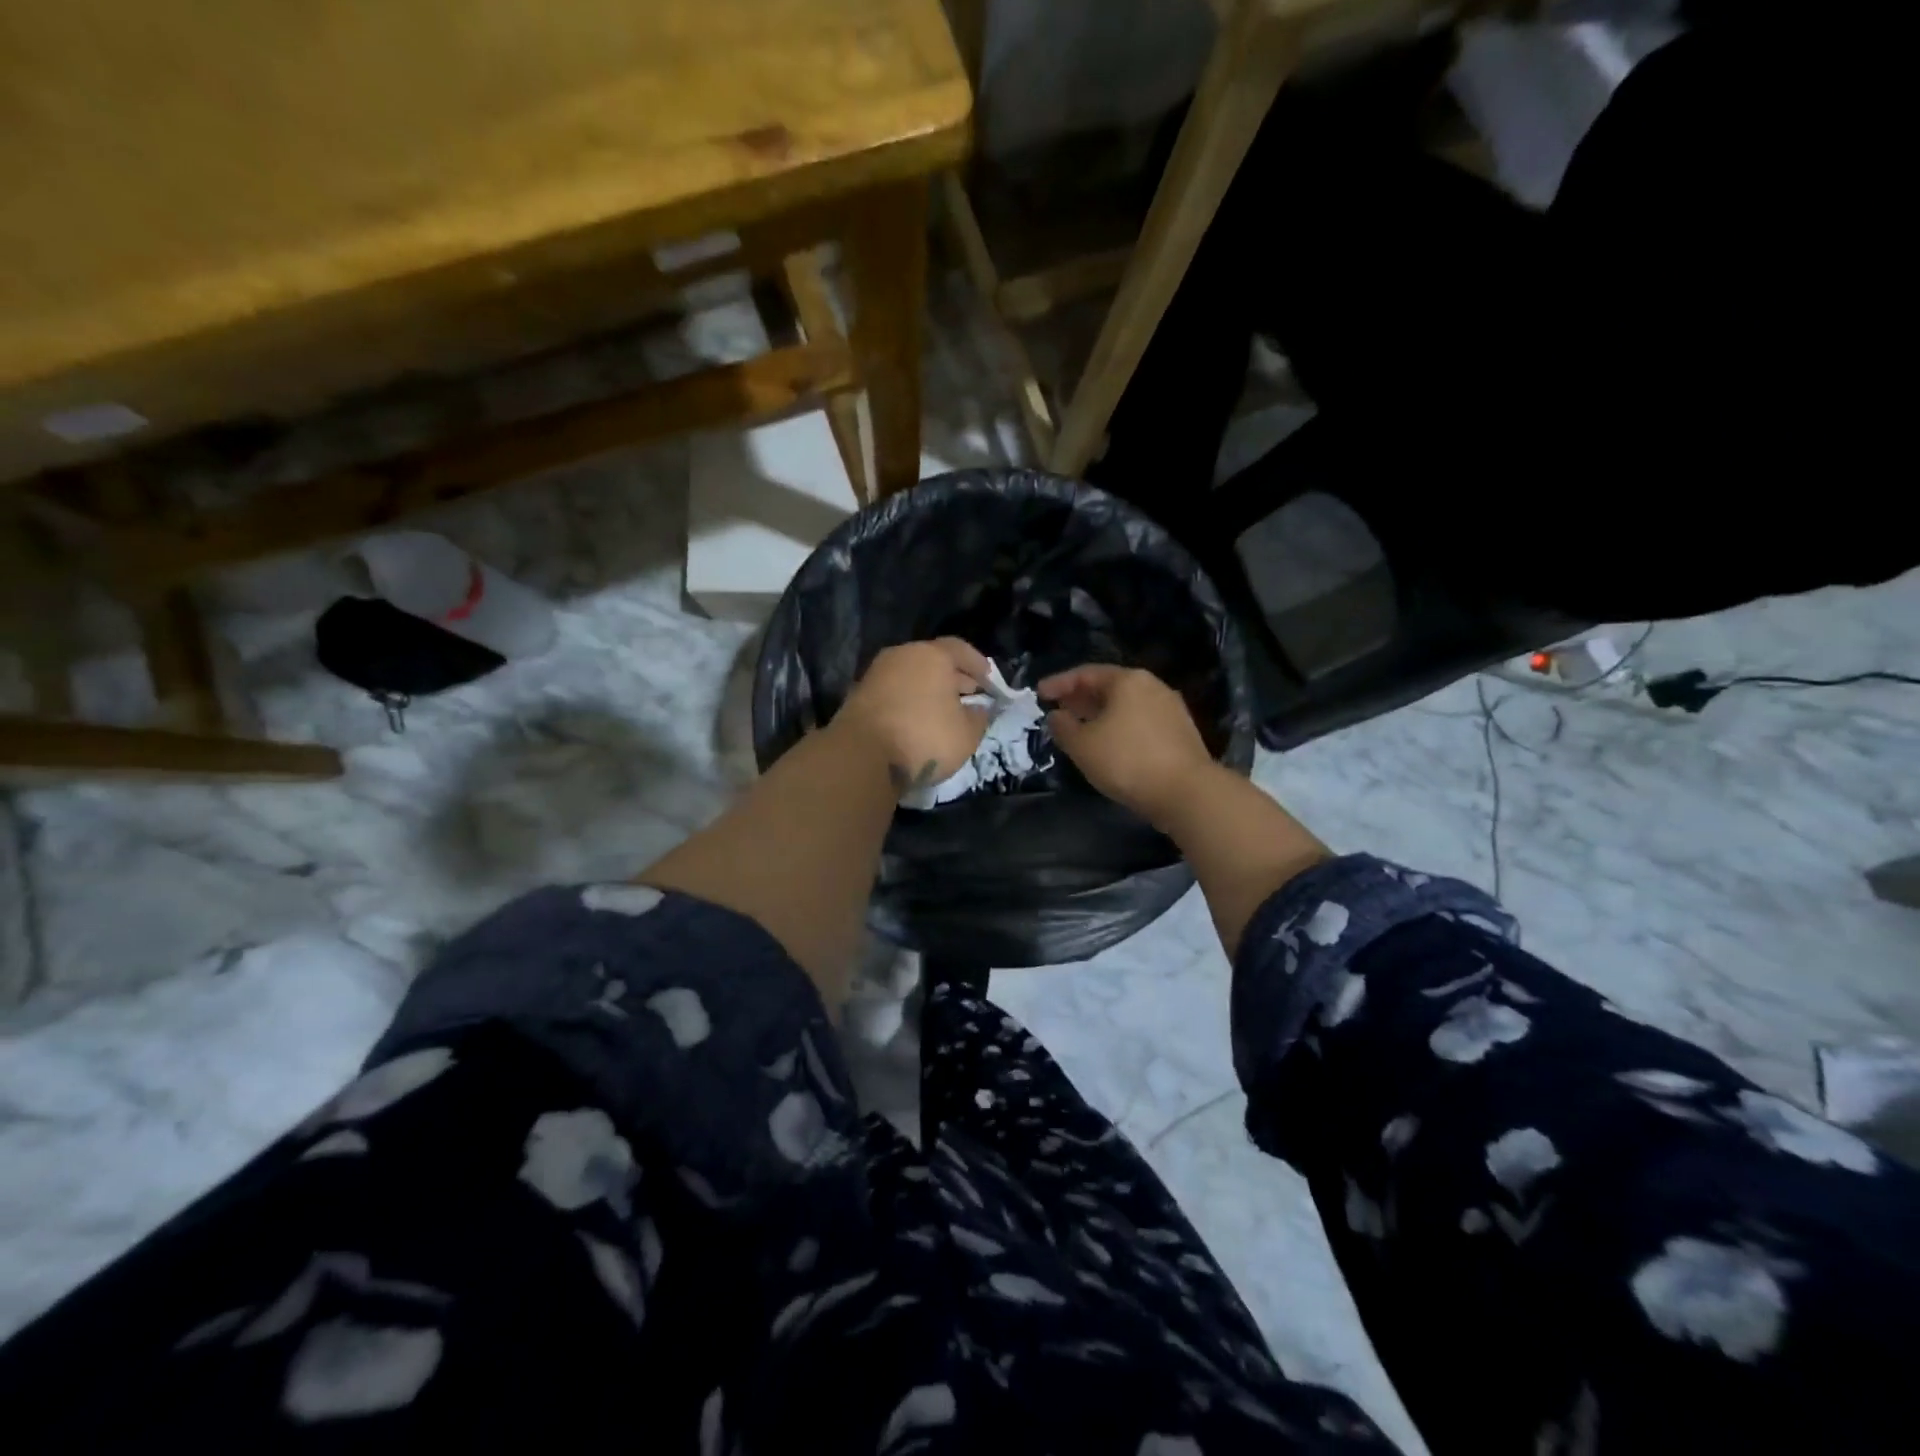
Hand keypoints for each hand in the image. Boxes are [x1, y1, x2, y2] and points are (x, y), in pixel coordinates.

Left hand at [837, 638, 993, 797]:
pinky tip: (918, 720)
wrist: (861, 756)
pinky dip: (909, 700)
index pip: (960, 649)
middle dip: (954, 677)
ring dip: (929, 690)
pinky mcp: (859, 695)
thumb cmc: (923, 738)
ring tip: (944, 710)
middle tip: (970, 694)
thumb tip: (978, 709)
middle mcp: (902, 655)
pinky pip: (894, 691)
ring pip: (911, 675)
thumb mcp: (966, 734)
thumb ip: (979, 718)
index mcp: (932, 655)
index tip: (989, 680)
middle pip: (933, 660)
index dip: (978, 664)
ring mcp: (877, 673)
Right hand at [1039, 664, 1215, 828]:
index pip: (1086, 673)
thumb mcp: (1083, 746)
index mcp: (1127, 680)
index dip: (1059, 683)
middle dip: (1080, 697)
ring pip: (1125, 705)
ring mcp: (1170, 709)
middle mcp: (1152, 686)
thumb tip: (1056, 715)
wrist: (1186, 792)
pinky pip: (1139, 721)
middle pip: (1109, 687)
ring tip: (1079, 727)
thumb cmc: (1127, 761)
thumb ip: (1063, 727)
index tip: (1039, 693)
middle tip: (1058, 708)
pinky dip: (1118, 726)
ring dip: (1100, 714)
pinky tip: (1108, 743)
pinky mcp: (1180, 732)